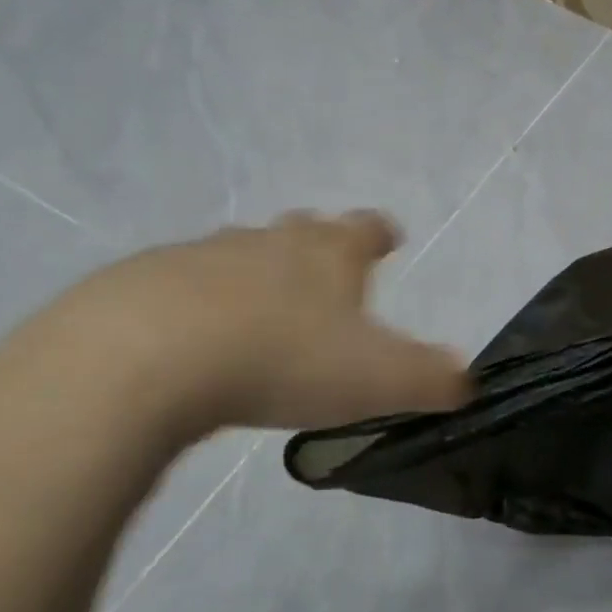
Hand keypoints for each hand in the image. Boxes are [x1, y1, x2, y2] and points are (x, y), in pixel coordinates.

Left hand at [0, 210, 469, 452]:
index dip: (381, 234)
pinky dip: (200, 304)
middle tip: (325, 273)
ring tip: (262, 313)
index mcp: (329, 254)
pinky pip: (185, 285)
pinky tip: (193, 340)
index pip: (367, 229)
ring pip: (242, 254)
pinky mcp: (145, 281)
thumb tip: (465, 381)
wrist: (147, 357)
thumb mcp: (378, 380)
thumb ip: (432, 380)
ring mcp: (204, 255)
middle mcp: (270, 241)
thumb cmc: (283, 359)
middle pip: (302, 231)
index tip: (388, 239)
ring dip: (258, 275)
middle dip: (318, 247)